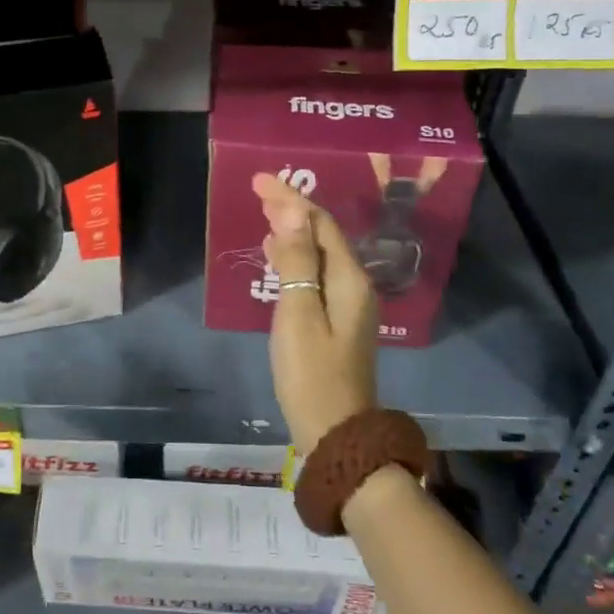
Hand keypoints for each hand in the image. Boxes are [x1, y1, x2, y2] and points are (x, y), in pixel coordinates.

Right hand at [252, 174, 378, 452]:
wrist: (336, 433)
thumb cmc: (312, 374)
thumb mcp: (299, 314)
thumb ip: (298, 261)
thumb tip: (295, 211)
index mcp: (349, 279)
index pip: (319, 224)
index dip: (291, 198)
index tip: (259, 180)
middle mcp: (354, 285)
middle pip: (322, 235)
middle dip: (292, 209)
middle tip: (259, 190)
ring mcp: (348, 304)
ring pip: (319, 254)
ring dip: (293, 231)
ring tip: (265, 214)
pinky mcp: (337, 321)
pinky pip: (316, 274)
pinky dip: (295, 258)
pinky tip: (278, 256)